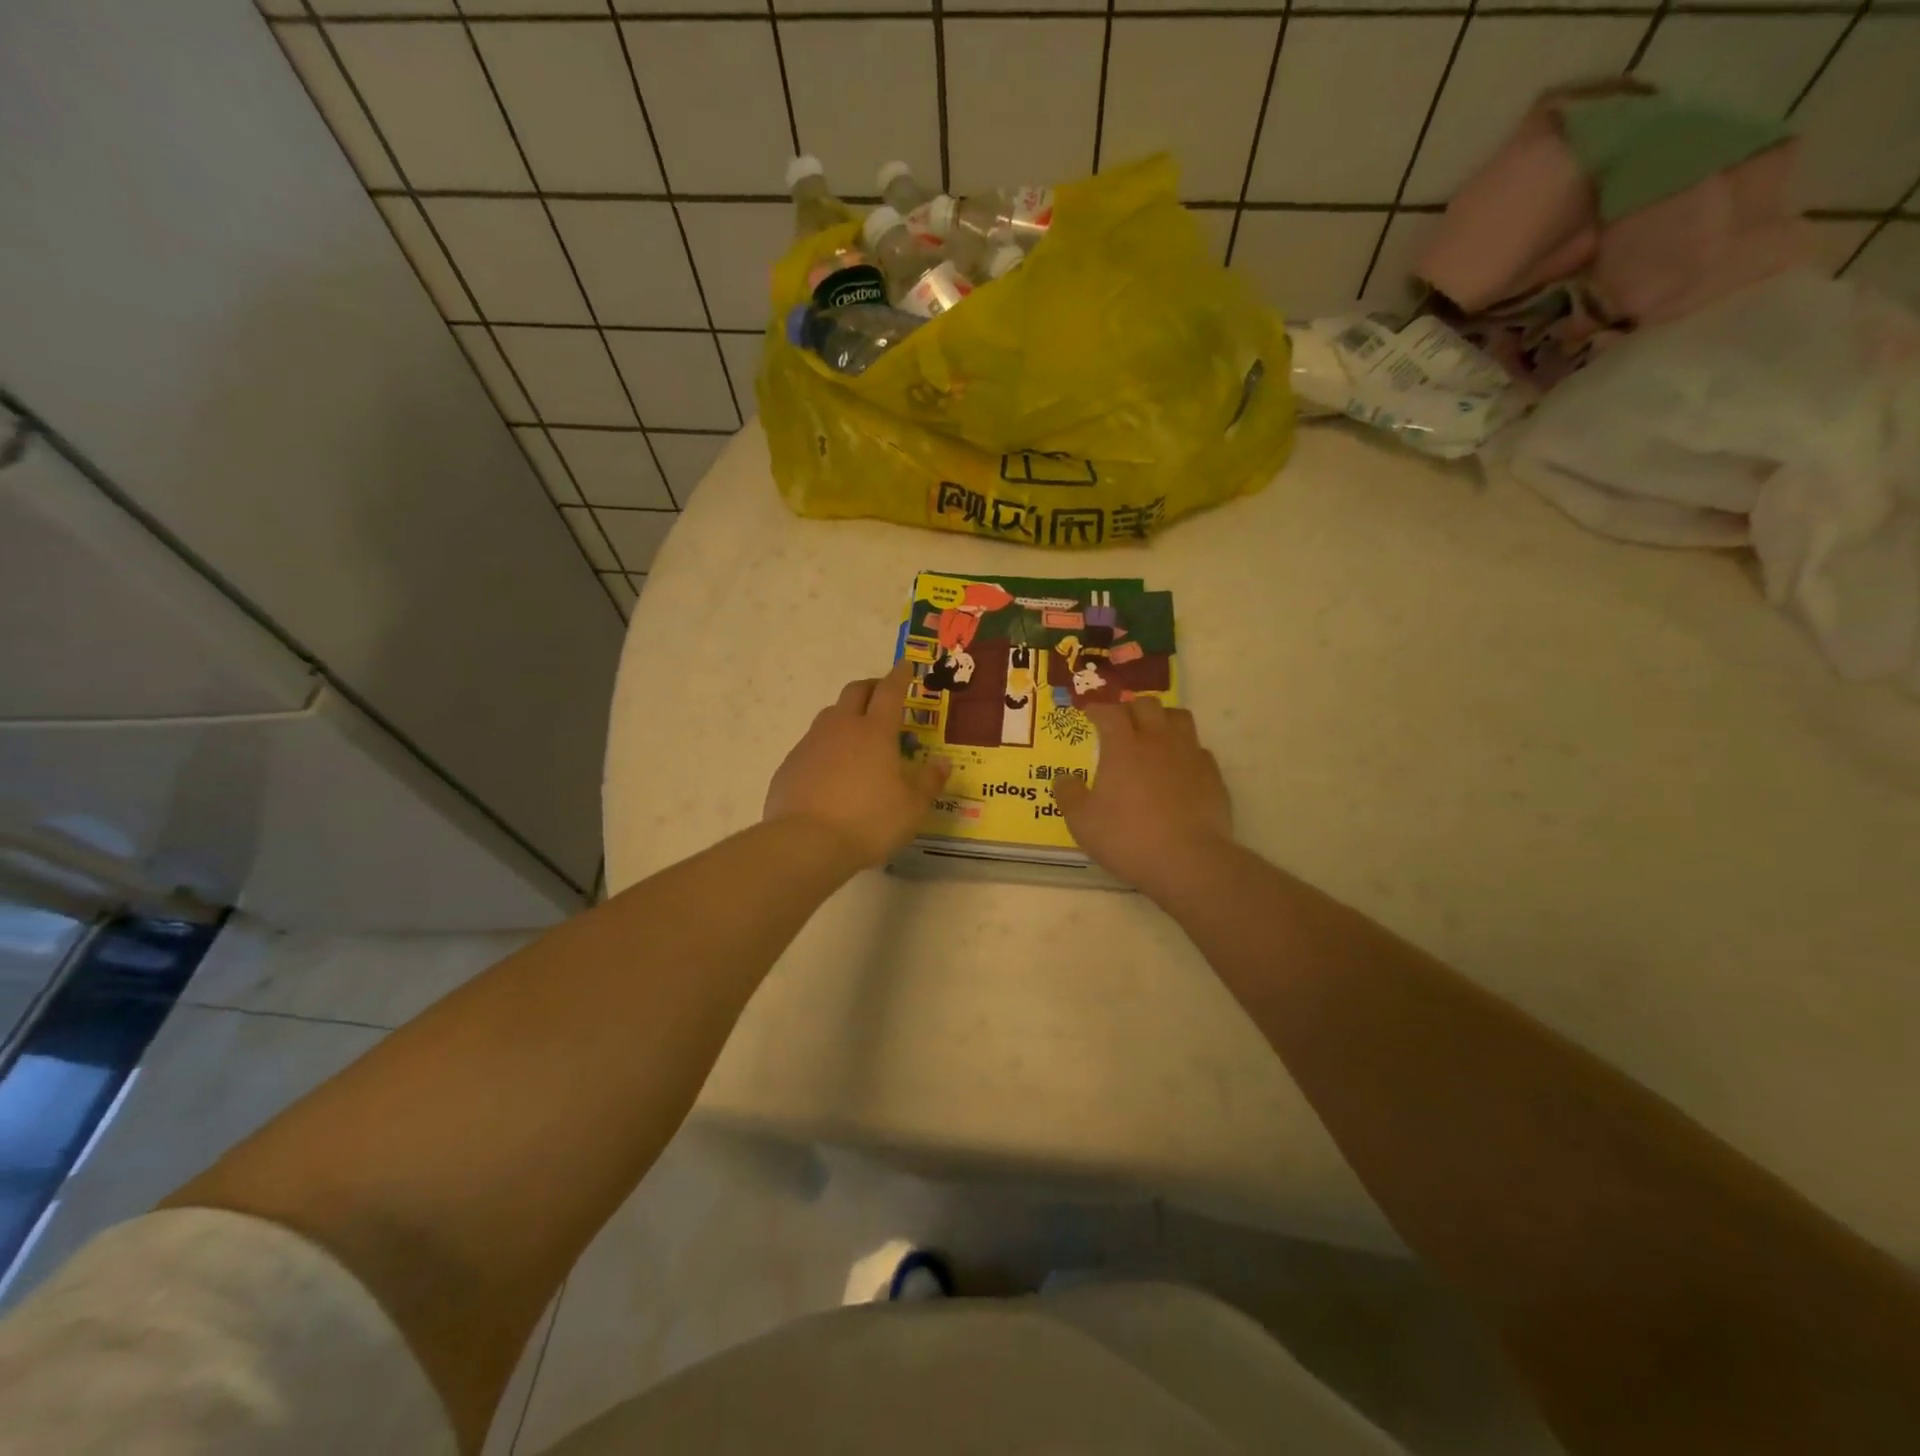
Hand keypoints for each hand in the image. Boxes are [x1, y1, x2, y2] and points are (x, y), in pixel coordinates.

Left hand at [764, 660, 950, 866]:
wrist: (806, 843)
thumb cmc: (869, 821)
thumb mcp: (912, 807)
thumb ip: (929, 782)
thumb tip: (942, 763)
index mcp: (875, 731)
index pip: (890, 691)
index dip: (900, 676)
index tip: (905, 666)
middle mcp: (841, 727)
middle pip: (855, 692)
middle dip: (871, 687)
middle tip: (882, 695)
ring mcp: (811, 744)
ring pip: (830, 716)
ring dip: (846, 715)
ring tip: (857, 735)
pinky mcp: (790, 765)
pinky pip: (812, 745)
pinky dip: (826, 748)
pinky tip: (831, 772)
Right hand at [1053, 698, 1233, 897]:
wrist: (1189, 861)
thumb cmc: (1128, 838)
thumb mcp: (1083, 823)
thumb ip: (1069, 795)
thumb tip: (1063, 779)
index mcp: (1123, 747)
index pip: (1110, 712)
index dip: (1097, 709)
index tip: (1089, 714)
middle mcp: (1157, 741)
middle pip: (1147, 704)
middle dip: (1130, 707)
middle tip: (1121, 722)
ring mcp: (1189, 755)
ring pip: (1178, 717)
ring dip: (1162, 718)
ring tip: (1153, 733)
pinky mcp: (1212, 774)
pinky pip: (1198, 748)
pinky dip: (1184, 749)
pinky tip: (1178, 767)